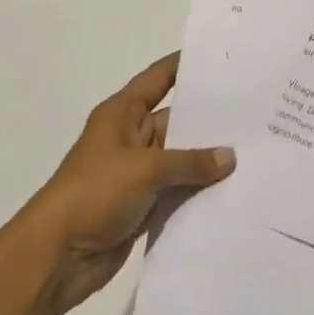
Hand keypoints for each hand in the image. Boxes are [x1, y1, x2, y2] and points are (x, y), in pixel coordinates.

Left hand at [15, 53, 234, 314]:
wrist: (56, 258)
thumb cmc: (94, 195)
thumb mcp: (144, 169)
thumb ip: (190, 161)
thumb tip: (230, 156)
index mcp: (123, 114)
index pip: (159, 78)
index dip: (186, 65)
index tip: (222, 56)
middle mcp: (132, 137)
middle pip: (178, 118)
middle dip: (211, 116)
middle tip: (256, 108)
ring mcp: (139, 172)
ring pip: (183, 157)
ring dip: (210, 158)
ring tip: (257, 147)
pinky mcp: (145, 203)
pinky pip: (180, 188)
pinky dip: (202, 188)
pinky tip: (237, 186)